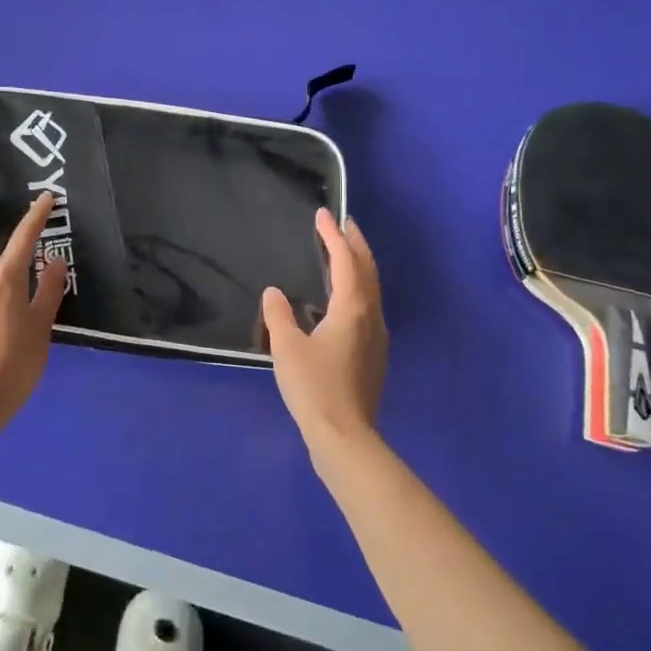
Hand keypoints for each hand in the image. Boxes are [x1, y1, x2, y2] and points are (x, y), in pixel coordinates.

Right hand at [262, 210, 387, 450]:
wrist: (345, 436)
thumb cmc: (314, 387)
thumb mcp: (287, 348)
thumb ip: (279, 315)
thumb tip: (274, 293)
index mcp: (352, 308)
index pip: (345, 260)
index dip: (333, 235)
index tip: (324, 214)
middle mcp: (370, 316)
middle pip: (368, 270)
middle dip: (356, 244)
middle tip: (344, 224)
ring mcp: (376, 337)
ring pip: (371, 290)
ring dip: (359, 266)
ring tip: (343, 254)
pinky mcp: (374, 355)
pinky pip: (368, 307)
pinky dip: (357, 289)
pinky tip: (341, 301)